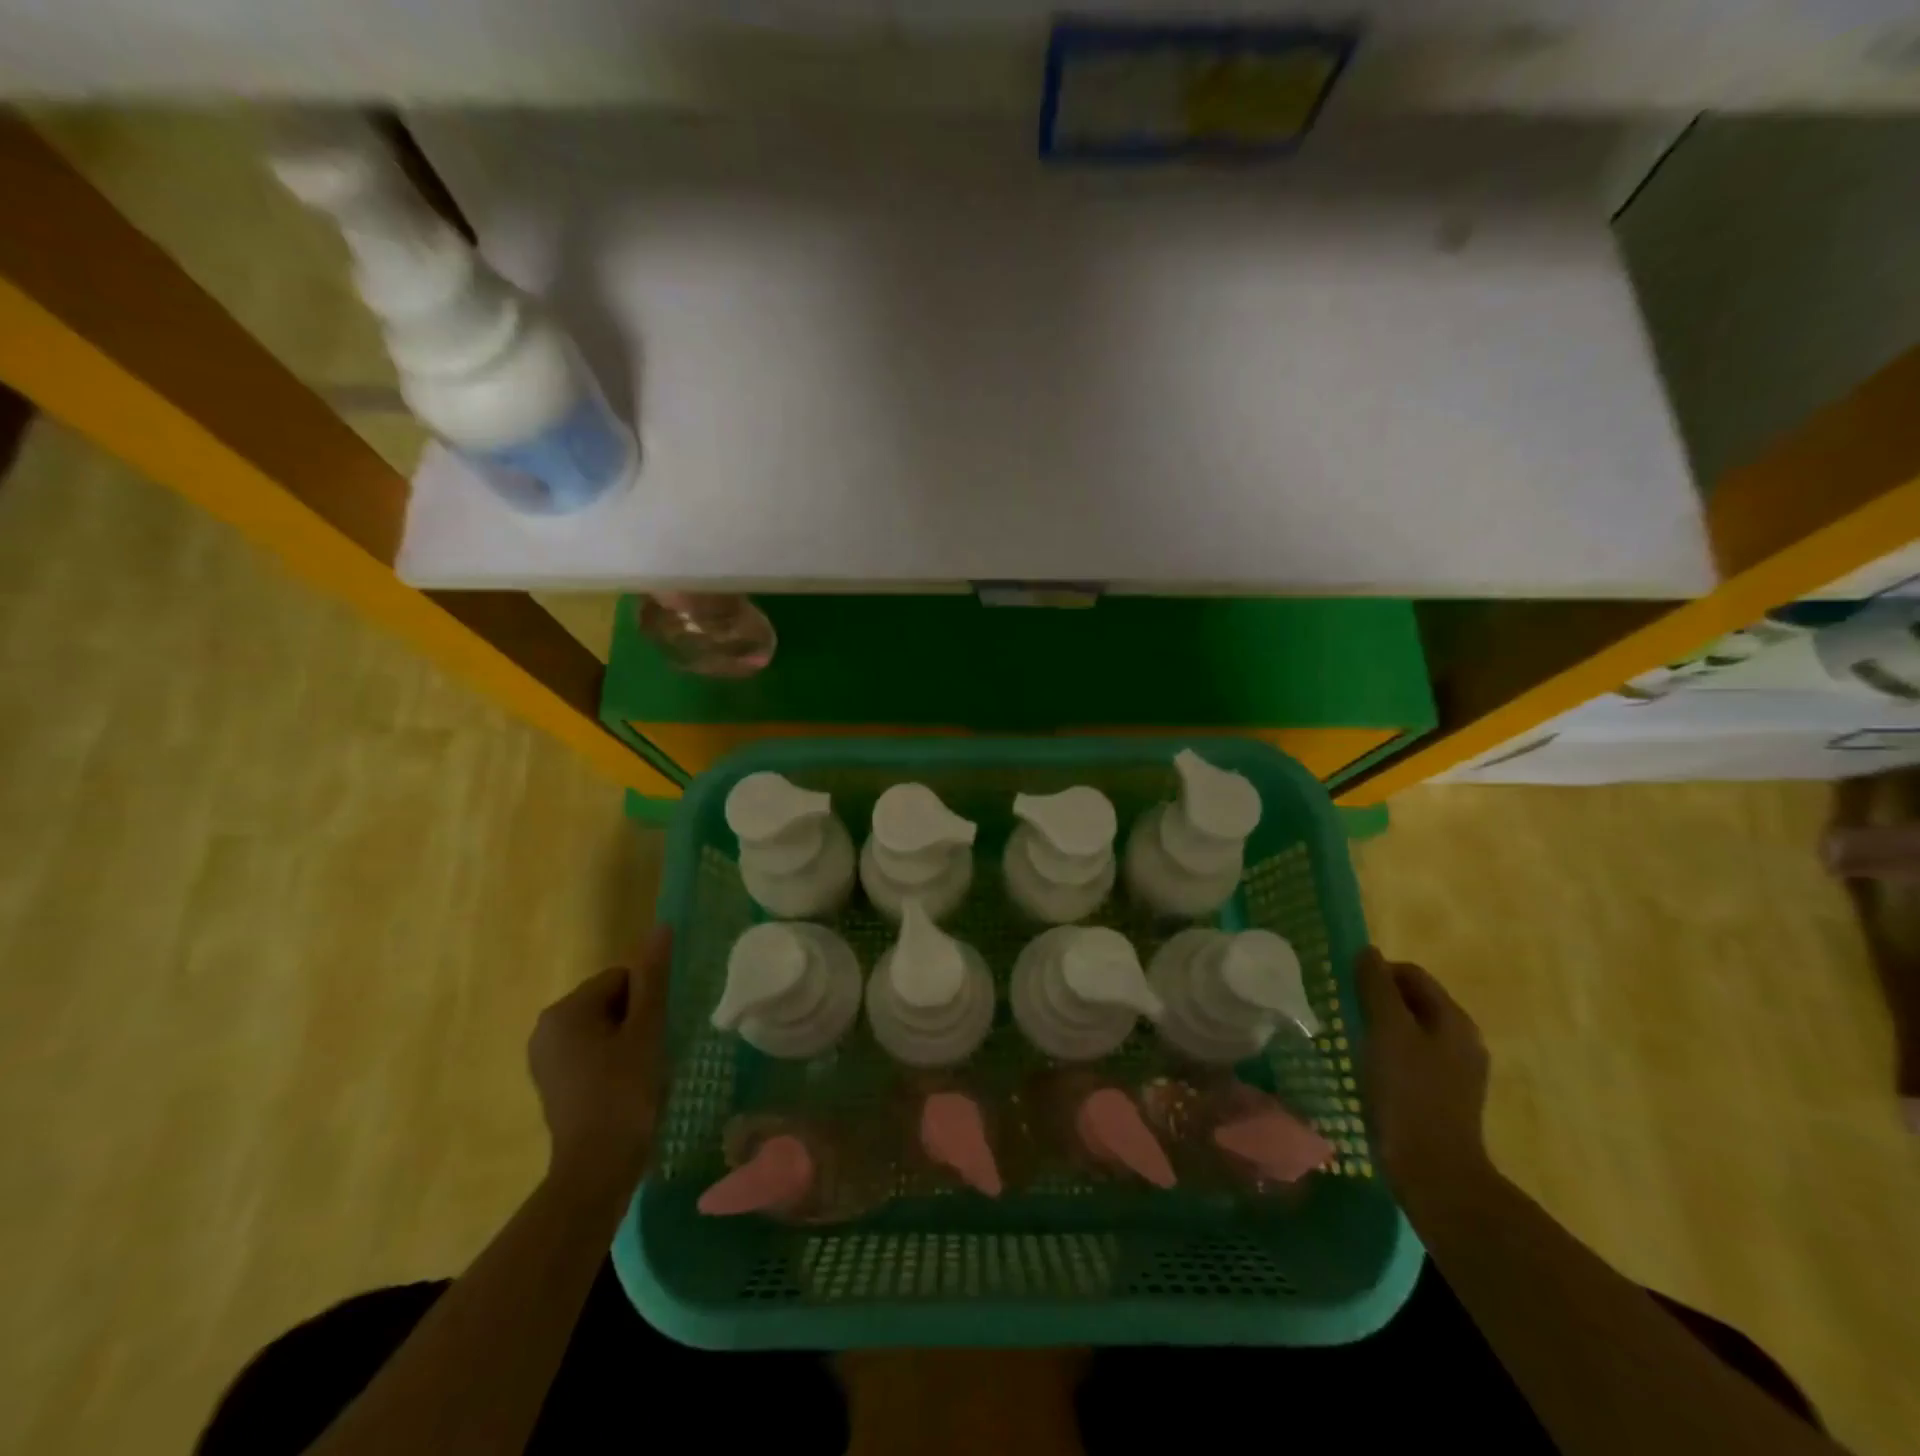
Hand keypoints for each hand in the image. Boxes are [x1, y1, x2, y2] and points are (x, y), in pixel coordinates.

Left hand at [528, 925, 673, 1191]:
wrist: (597, 1169)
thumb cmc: (624, 1092)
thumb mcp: (646, 1030)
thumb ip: (653, 977)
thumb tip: (661, 927)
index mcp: (565, 1010)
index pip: (621, 978)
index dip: (648, 1002)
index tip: (656, 1034)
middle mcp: (545, 1028)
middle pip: (609, 1001)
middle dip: (635, 1021)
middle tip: (651, 1054)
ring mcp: (544, 1059)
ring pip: (602, 1028)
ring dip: (626, 1041)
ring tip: (640, 1072)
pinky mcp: (551, 1083)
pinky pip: (589, 1052)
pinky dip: (611, 1061)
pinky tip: (624, 1087)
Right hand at [1356, 946, 1492, 1206]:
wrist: (1434, 1173)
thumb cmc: (1408, 1093)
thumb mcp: (1387, 1031)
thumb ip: (1376, 987)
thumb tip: (1367, 952)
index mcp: (1454, 1020)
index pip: (1412, 974)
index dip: (1377, 972)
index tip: (1345, 987)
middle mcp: (1463, 1040)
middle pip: (1413, 1001)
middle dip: (1378, 999)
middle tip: (1344, 1012)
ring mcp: (1457, 1072)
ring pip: (1411, 1031)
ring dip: (1381, 1028)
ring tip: (1352, 1040)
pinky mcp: (1443, 1098)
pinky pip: (1411, 1058)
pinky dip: (1388, 1054)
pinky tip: (1368, 1071)